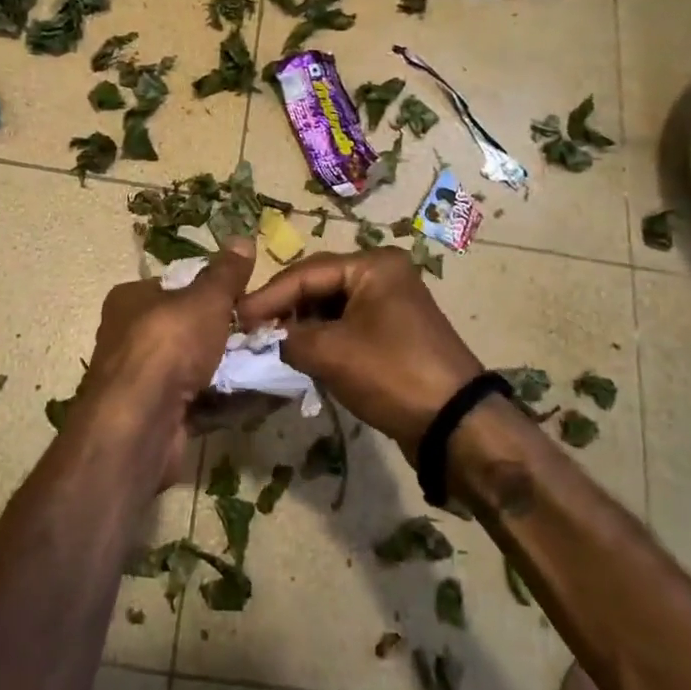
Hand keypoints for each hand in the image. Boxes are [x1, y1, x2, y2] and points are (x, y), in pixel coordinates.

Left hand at [68, 241, 256, 486]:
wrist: (141, 422)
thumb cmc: (168, 345)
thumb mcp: (204, 299)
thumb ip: (225, 273)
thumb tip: (243, 239)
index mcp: (131, 300)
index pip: (175, 286)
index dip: (212, 291)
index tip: (247, 298)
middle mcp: (130, 337)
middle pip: (188, 329)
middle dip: (226, 334)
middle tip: (265, 333)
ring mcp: (142, 380)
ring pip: (196, 367)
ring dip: (230, 368)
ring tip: (271, 364)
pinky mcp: (158, 415)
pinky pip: (200, 401)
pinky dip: (227, 400)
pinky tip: (259, 396)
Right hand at [236, 248, 482, 460]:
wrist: (455, 424)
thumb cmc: (391, 374)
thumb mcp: (330, 353)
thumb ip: (288, 338)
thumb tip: (266, 337)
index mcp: (373, 265)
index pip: (306, 273)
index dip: (268, 296)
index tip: (235, 317)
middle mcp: (384, 275)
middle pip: (319, 285)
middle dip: (285, 309)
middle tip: (251, 331)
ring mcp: (392, 304)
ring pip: (332, 308)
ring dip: (303, 326)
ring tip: (272, 344)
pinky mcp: (394, 333)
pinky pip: (348, 326)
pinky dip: (324, 339)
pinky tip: (302, 355)